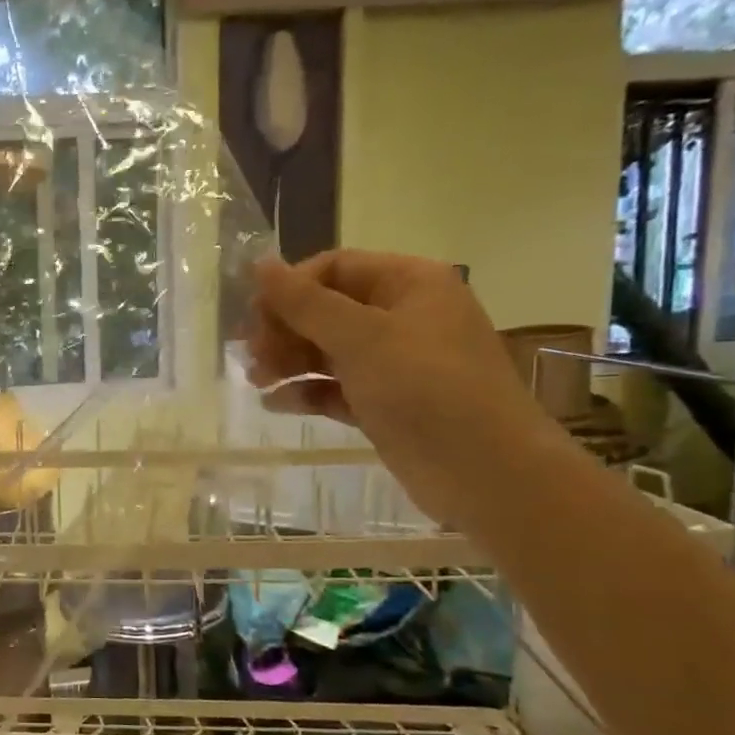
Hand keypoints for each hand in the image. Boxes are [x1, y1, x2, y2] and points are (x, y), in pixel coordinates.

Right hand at [246, 251, 556, 525]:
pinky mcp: (386, 404)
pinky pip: (337, 388)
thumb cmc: (424, 387)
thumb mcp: (360, 337)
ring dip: (289, 361)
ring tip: (257, 380)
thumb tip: (259, 263)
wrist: (484, 471)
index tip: (254, 317)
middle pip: (327, 310)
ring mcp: (396, 363)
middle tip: (250, 356)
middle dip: (285, 329)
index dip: (291, 288)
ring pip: (328, 351)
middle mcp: (403, 316)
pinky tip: (276, 404)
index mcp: (409, 284)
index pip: (335, 268)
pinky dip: (307, 393)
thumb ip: (304, 302)